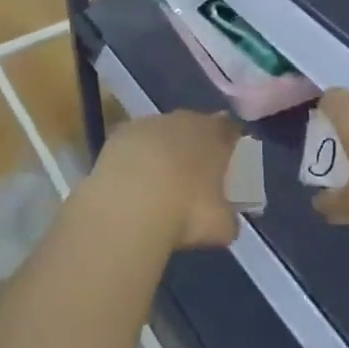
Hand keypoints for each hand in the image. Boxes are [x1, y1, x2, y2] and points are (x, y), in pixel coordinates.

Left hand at [87, 110, 241, 249]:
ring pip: (162, 131)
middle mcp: (184, 121)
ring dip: (162, 149)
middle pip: (194, 124)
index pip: (228, 127)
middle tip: (192, 170)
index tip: (227, 153)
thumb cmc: (186, 212)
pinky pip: (134, 142)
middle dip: (194, 142)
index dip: (229, 139)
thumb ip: (227, 218)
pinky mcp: (120, 134)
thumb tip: (226, 221)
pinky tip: (131, 180)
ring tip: (158, 179)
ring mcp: (149, 124)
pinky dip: (135, 157)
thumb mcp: (220, 227)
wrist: (130, 207)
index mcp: (214, 136)